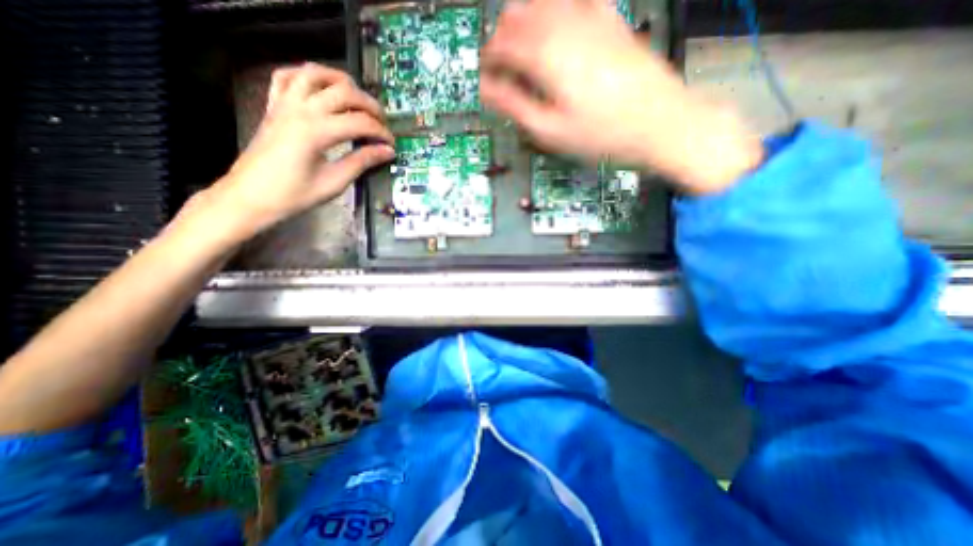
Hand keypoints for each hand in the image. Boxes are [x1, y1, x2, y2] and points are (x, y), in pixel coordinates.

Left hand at [182, 61, 394, 242]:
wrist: (250, 197)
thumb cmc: (294, 195)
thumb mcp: (334, 182)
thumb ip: (361, 162)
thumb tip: (386, 152)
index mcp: (316, 131)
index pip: (360, 122)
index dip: (381, 132)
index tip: (391, 145)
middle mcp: (301, 109)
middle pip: (344, 92)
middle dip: (369, 105)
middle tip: (382, 123)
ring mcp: (284, 104)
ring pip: (315, 74)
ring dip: (341, 81)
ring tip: (357, 97)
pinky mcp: (274, 106)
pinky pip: (287, 77)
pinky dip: (307, 76)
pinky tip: (321, 88)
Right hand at [482, 0, 762, 192]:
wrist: (660, 123)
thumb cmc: (601, 135)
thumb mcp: (551, 131)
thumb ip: (514, 105)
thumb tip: (486, 90)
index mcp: (546, 56)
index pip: (501, 46)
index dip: (487, 61)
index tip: (483, 77)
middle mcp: (564, 26)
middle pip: (517, 16)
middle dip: (501, 39)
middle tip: (499, 65)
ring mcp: (591, 17)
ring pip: (543, 1)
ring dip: (523, 21)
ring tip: (521, 47)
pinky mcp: (611, 20)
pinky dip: (556, 10)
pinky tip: (556, 25)